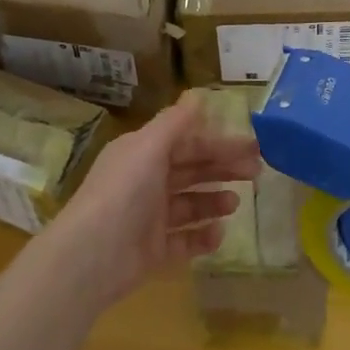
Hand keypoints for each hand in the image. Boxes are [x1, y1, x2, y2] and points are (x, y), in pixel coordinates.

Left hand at [40, 94, 263, 308]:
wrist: (92, 256)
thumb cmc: (124, 192)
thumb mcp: (148, 147)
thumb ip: (175, 122)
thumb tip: (197, 93)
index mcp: (142, 154)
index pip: (186, 143)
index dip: (218, 143)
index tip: (253, 146)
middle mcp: (145, 182)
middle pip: (191, 171)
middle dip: (223, 169)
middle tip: (257, 173)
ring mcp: (149, 218)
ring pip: (189, 204)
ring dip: (214, 201)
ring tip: (235, 203)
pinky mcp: (154, 250)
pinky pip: (185, 240)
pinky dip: (203, 236)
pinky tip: (219, 233)